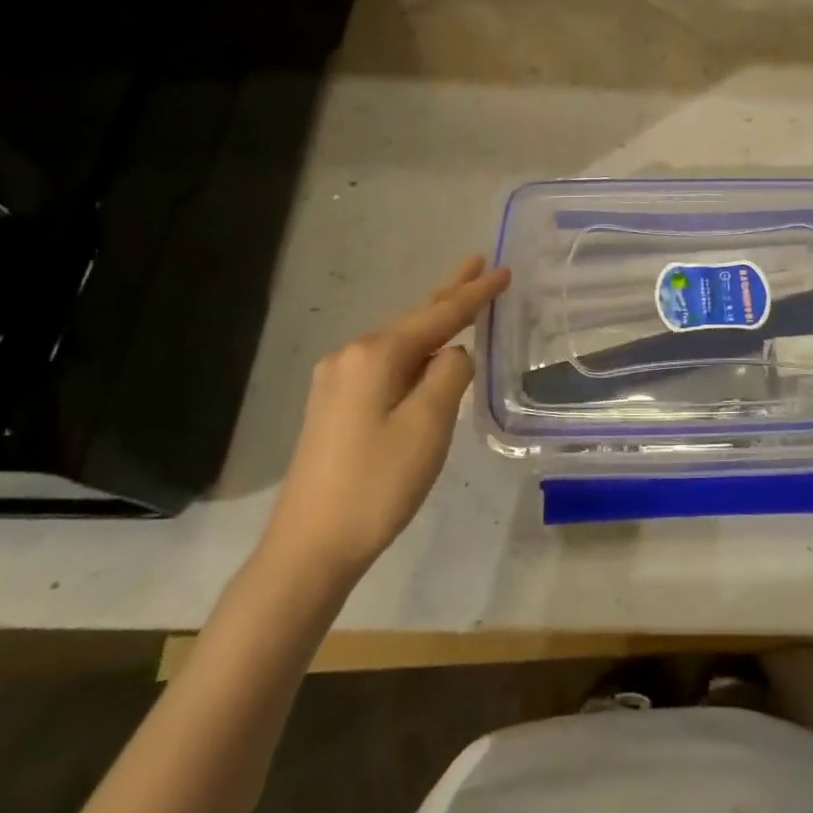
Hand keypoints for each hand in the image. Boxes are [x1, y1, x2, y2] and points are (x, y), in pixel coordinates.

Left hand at [261, 257, 510, 588]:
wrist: (309, 548)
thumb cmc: (377, 484)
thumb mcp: (428, 425)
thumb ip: (450, 375)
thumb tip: (453, 355)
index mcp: (375, 355)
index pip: (439, 314)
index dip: (475, 293)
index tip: (503, 269)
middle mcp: (351, 356)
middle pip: (414, 318)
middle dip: (450, 293)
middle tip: (478, 264)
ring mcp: (337, 381)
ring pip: (399, 341)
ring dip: (433, 323)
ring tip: (461, 302)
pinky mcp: (334, 406)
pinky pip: (386, 364)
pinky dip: (415, 351)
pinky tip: (427, 354)